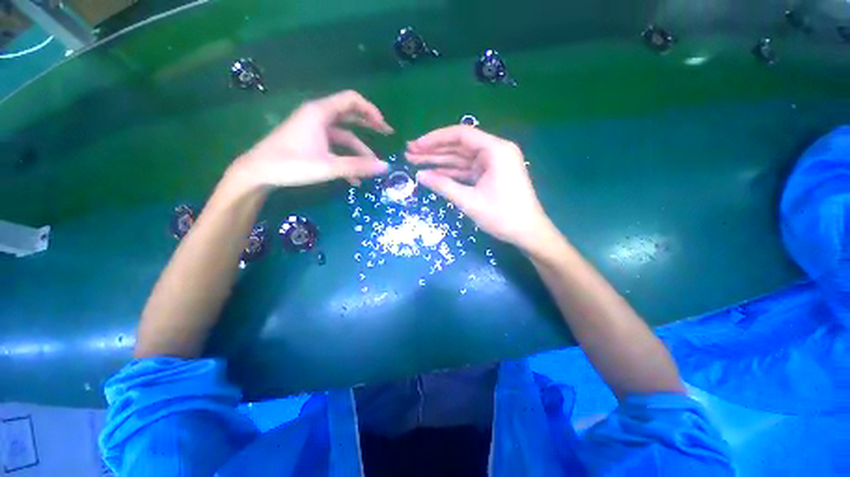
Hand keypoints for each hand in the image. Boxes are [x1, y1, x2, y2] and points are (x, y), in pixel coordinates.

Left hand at [234, 90, 393, 187]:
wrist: (258, 172)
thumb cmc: (291, 164)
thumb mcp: (329, 166)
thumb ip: (358, 166)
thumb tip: (385, 167)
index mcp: (320, 113)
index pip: (351, 99)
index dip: (371, 110)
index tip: (384, 126)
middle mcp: (318, 116)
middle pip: (349, 114)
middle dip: (369, 125)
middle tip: (387, 135)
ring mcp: (314, 130)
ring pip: (343, 135)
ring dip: (358, 150)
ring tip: (372, 165)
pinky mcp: (311, 142)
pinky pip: (334, 146)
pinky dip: (346, 158)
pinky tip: (354, 178)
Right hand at [406, 125, 553, 251]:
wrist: (528, 233)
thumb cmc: (502, 216)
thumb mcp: (469, 201)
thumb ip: (444, 186)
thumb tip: (419, 176)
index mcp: (495, 150)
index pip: (460, 135)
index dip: (435, 139)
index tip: (416, 145)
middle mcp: (495, 151)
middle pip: (459, 146)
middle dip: (434, 150)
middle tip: (409, 153)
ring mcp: (493, 164)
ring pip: (461, 158)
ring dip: (440, 161)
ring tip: (415, 162)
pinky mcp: (490, 175)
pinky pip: (467, 170)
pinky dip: (451, 172)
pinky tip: (433, 173)